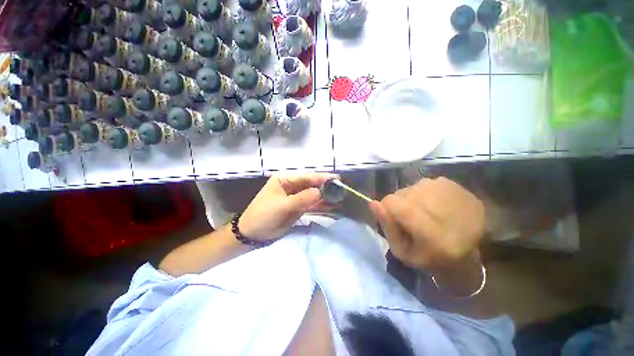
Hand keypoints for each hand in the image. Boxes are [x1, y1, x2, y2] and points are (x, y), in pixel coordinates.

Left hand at [239, 173, 339, 240]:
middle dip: (326, 187)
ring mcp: (295, 197)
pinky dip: (321, 206)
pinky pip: (311, 204)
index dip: (322, 178)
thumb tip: (320, 192)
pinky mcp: (298, 207)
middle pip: (312, 185)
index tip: (337, 179)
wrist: (253, 234)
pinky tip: (331, 207)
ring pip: (313, 195)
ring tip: (340, 199)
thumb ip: (302, 198)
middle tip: (341, 190)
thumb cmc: (263, 215)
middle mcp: (291, 186)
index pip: (306, 177)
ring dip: (325, 197)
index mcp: (285, 180)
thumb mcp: (282, 206)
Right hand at [369, 177, 485, 275]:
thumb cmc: (429, 257)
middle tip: (411, 221)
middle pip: (403, 193)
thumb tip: (373, 203)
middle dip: (400, 205)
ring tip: (423, 213)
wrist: (467, 254)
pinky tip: (434, 206)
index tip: (394, 220)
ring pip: (413, 187)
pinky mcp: (458, 186)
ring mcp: (454, 194)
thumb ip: (387, 227)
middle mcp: (444, 208)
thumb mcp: (402, 251)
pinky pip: (425, 183)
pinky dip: (423, 193)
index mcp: (433, 234)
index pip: (394, 203)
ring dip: (412, 199)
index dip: (387, 209)